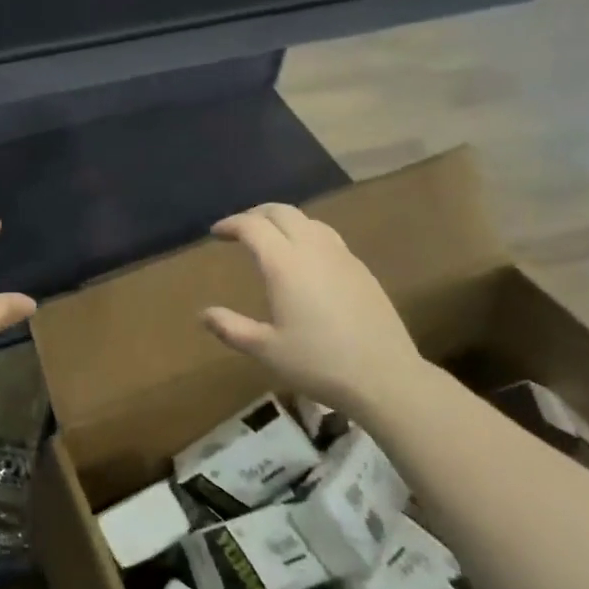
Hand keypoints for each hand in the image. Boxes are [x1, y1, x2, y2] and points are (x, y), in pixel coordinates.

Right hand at [202, 203, 428, 411]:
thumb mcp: (266, 350)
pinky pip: (328, 237)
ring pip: (308, 220)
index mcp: (285, 264)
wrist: (385, 376)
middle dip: (256, 214)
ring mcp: (342, 257)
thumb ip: (231, 328)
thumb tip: (204, 314)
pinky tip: (305, 259)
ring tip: (271, 239)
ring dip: (284, 221)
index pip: (253, 226)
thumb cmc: (319, 363)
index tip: (217, 232)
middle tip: (240, 229)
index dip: (231, 224)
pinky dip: (307, 234)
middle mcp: (313, 250)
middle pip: (282, 212)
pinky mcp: (361, 269)